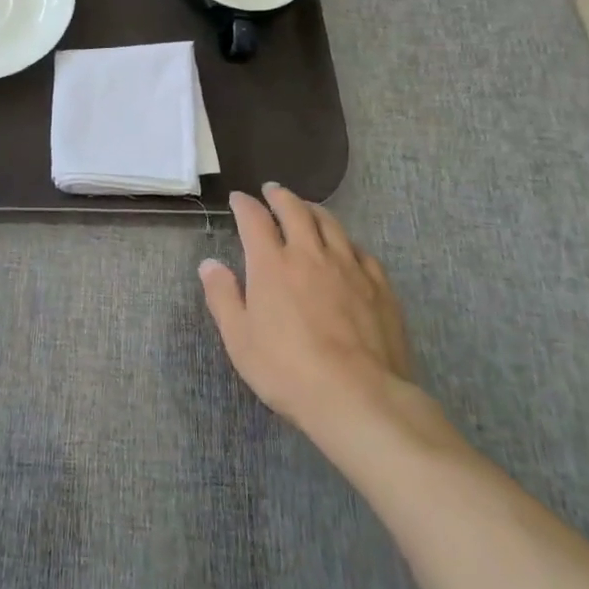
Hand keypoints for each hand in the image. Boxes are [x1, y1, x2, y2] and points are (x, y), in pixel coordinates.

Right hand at [199, 183, 426, 450]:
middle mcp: (309, 254)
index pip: (254, 219)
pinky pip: (361, 251)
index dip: (244, 205)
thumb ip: (222, 296)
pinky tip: (346, 248)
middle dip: (280, 196)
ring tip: (307, 208)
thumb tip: (210, 264)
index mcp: (272, 264)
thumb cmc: (287, 370)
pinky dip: (346, 241)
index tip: (238, 198)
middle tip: (273, 191)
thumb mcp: (239, 338)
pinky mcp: (378, 286)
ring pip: (330, 225)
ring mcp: (348, 267)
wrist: (358, 397)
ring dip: (314, 210)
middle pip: (295, 211)